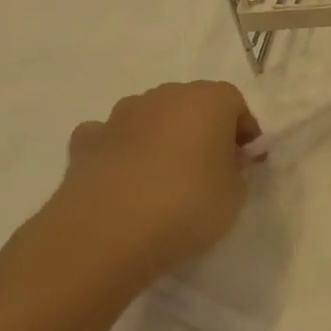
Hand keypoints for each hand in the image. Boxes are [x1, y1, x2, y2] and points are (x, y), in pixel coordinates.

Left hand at [21, 81, 260, 303]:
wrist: (106, 235)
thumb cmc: (186, 205)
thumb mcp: (235, 194)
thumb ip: (234, 170)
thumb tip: (221, 164)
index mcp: (209, 100)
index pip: (236, 105)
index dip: (243, 134)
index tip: (245, 164)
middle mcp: (165, 96)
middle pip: (192, 106)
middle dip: (202, 131)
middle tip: (208, 170)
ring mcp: (120, 116)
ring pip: (151, 118)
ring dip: (160, 138)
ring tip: (163, 180)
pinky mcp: (85, 143)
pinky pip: (112, 139)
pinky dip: (120, 152)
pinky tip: (124, 181)